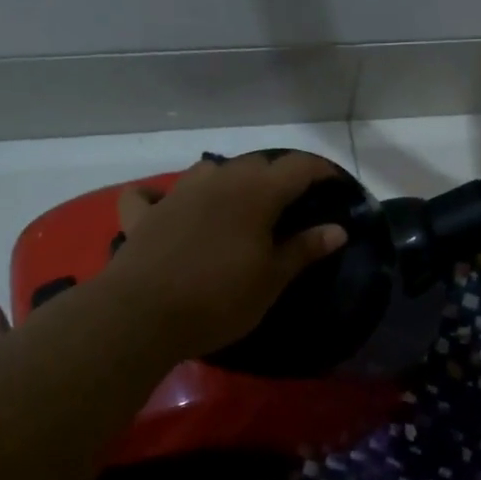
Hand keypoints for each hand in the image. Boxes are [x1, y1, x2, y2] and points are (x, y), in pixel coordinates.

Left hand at [96, 151, 348, 357]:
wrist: (143, 315)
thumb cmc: (219, 299)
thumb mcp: (271, 280)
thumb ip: (304, 250)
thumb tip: (338, 229)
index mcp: (255, 194)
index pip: (297, 167)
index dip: (320, 171)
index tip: (335, 184)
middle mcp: (217, 182)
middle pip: (254, 164)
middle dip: (277, 177)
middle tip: (290, 205)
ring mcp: (176, 195)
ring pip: (207, 170)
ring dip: (226, 180)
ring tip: (236, 205)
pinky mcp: (143, 216)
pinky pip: (149, 196)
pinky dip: (160, 197)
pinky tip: (166, 208)